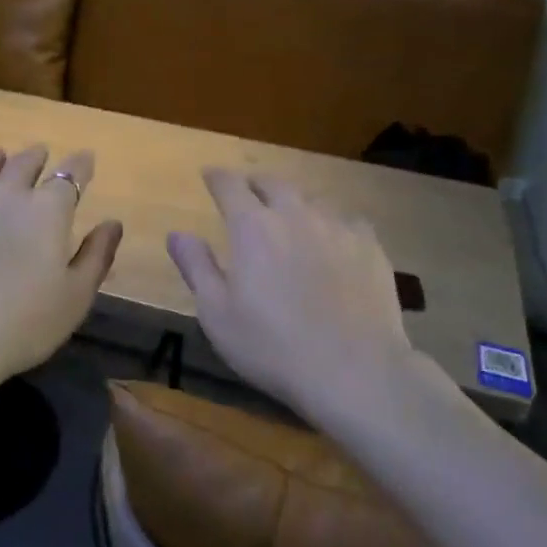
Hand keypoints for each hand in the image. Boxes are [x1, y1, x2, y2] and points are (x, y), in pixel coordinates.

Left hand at [0, 145, 122, 387]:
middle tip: (41, 155)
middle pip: (25, 163)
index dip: (81, 164)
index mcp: (48, 211)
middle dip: (37, 157)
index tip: (86, 159)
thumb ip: (96, 256)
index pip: (71, 175)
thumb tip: (113, 223)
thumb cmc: (22, 324)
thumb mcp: (75, 297)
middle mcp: (6, 194)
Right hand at [168, 170, 414, 419]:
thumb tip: (177, 233)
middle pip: (273, 183)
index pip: (229, 185)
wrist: (354, 370)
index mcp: (252, 227)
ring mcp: (337, 226)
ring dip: (294, 203)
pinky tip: (333, 241)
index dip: (217, 177)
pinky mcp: (370, 245)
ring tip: (290, 217)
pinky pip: (346, 220)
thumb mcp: (217, 314)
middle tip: (248, 193)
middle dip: (255, 184)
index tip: (210, 176)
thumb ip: (196, 267)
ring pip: (311, 199)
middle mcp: (295, 214)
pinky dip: (331, 224)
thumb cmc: (272, 347)